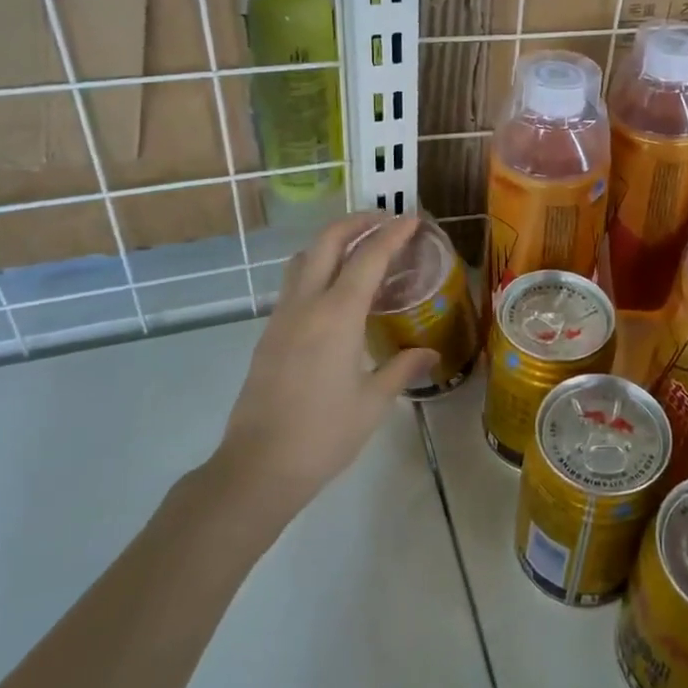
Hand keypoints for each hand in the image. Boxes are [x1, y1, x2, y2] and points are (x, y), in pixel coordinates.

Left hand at [213, 212, 438, 513]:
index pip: (368, 258)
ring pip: (304, 258)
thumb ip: (401, 368)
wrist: (258, 467)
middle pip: (328, 242)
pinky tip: (336, 291)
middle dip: (357, 223)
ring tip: (360, 247)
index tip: (413, 219)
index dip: (392, 234)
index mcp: (337, 315)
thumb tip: (429, 353)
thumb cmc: (323, 434)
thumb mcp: (372, 402)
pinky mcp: (269, 334)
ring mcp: (282, 317)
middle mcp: (306, 305)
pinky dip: (318, 268)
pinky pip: (294, 283)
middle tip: (385, 220)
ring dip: (332, 242)